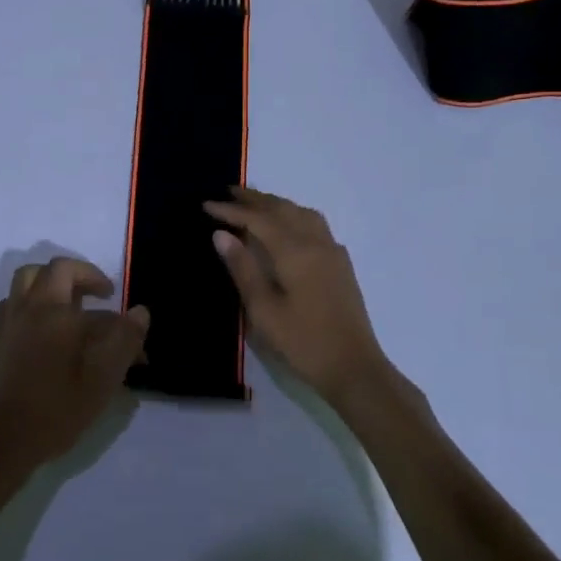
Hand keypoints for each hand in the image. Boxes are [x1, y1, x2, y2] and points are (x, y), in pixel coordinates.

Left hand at [0, 258, 148, 487]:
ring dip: (49, 285)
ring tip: (69, 308)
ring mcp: (6, 323)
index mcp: (54, 309)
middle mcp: (27, 307)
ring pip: (26, 283)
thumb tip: (140, 311)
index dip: (97, 279)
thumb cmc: (55, 409)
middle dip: (75, 276)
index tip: (114, 300)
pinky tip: (44, 333)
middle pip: (48, 271)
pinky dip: (32, 305)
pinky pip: (14, 305)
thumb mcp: (102, 379)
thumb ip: (124, 340)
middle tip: (94, 296)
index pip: (77, 276)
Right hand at [204, 186, 391, 405]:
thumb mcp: (263, 310)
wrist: (354, 368)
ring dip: (276, 203)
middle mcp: (315, 243)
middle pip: (281, 209)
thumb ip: (242, 268)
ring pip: (301, 213)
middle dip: (253, 199)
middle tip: (227, 192)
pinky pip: (314, 224)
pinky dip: (294, 214)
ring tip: (255, 203)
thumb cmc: (303, 342)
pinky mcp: (341, 264)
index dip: (230, 210)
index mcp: (294, 251)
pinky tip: (288, 226)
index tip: (206, 204)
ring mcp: (332, 252)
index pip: (257, 220)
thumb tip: (221, 233)